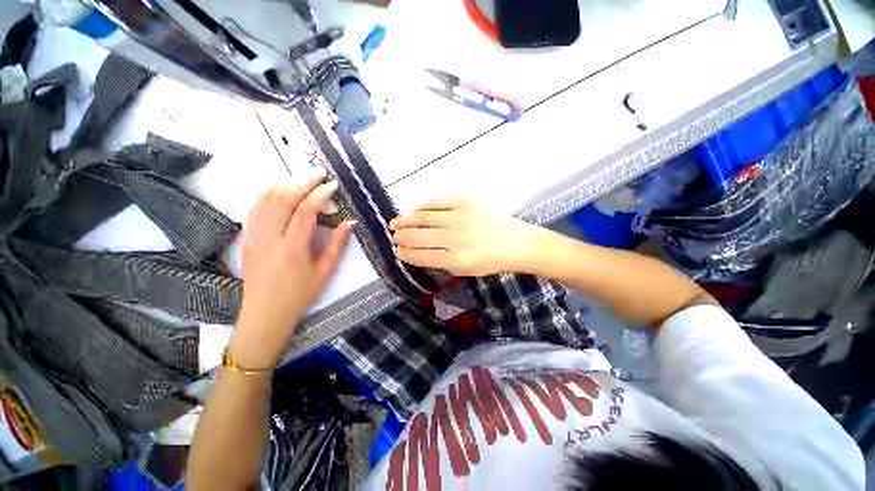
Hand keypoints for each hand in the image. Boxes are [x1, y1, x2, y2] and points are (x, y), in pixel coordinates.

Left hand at [232, 178, 353, 368]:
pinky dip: (268, 195)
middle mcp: (269, 237)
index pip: (306, 210)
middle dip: (302, 182)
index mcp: (292, 247)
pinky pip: (254, 209)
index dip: (320, 194)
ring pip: (265, 199)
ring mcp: (254, 236)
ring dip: (284, 185)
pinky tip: (280, 193)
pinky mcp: (246, 239)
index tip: (332, 185)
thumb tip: (349, 222)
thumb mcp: (325, 272)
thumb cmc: (299, 295)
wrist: (264, 314)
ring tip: (301, 181)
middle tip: (319, 175)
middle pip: (283, 198)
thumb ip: (338, 245)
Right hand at [390, 199, 540, 275]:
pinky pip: (436, 203)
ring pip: (423, 217)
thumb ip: (440, 262)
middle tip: (394, 236)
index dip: (404, 253)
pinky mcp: (465, 202)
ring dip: (405, 220)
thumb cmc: (490, 261)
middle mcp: (456, 239)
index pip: (420, 256)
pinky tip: (416, 211)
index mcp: (456, 260)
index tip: (397, 250)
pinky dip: (423, 207)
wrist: (515, 242)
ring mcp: (460, 218)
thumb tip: (417, 251)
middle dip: (401, 237)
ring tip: (396, 223)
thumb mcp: (464, 271)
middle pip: (417, 236)